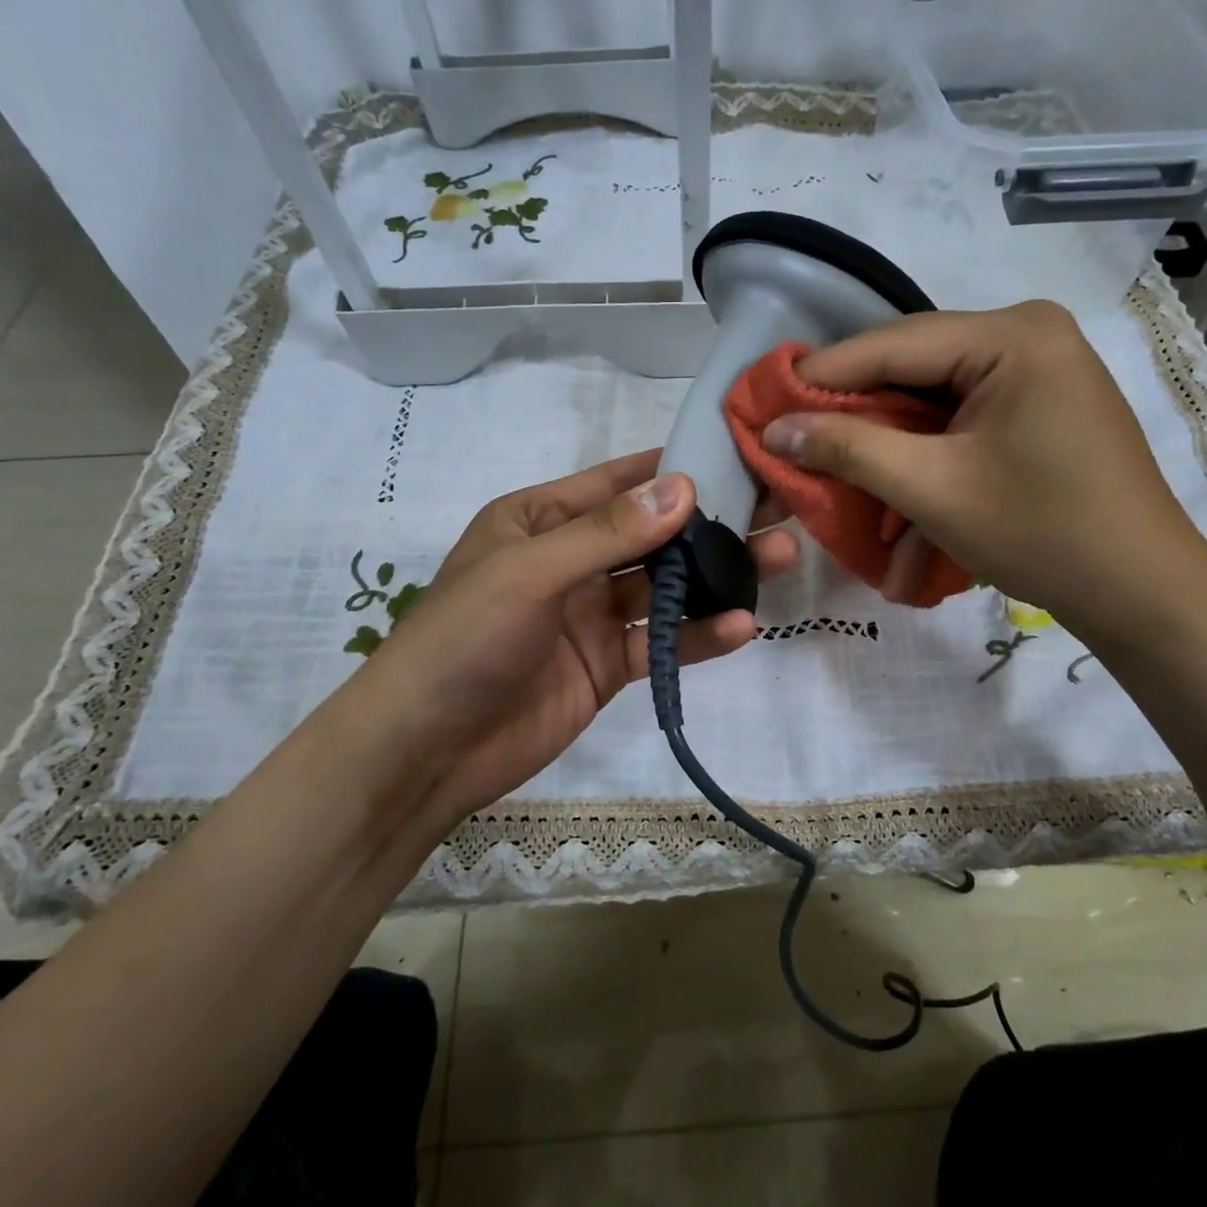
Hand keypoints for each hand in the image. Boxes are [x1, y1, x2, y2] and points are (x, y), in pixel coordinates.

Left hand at [305, 450, 797, 839]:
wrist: (424, 751)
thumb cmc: (463, 640)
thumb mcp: (530, 572)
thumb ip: (608, 533)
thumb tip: (686, 488)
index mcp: (540, 519)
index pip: (619, 482)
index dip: (677, 468)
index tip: (740, 455)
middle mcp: (570, 559)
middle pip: (654, 534)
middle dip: (713, 522)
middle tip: (779, 507)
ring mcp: (591, 615)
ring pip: (666, 587)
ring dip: (719, 576)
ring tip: (782, 557)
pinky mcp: (606, 664)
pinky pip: (661, 641)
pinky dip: (699, 635)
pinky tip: (744, 626)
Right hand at [760, 301, 1206, 649]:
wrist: (1142, 592)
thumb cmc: (1040, 533)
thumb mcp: (932, 490)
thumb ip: (849, 449)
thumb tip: (774, 429)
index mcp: (1011, 336)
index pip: (890, 345)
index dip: (820, 377)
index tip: (762, 405)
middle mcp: (1027, 336)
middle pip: (910, 372)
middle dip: (855, 422)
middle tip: (794, 446)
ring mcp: (1037, 372)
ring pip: (931, 404)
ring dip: (889, 455)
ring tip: (841, 492)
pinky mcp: (1037, 408)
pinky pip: (960, 426)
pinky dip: (927, 466)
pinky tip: (901, 521)